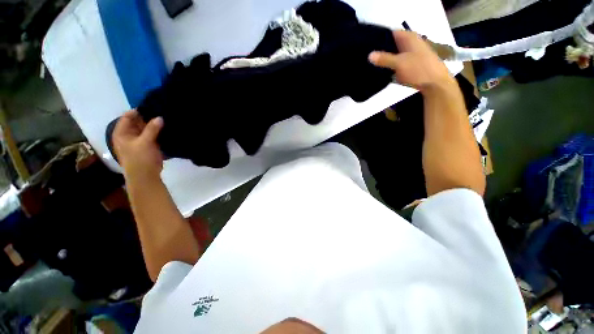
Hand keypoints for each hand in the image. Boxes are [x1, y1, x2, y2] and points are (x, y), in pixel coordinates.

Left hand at [112, 110, 163, 180]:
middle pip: (137, 122)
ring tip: (166, 118)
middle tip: (162, 111)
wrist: (145, 176)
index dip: (139, 111)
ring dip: (154, 125)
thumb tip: (160, 117)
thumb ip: (152, 129)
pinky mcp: (148, 146)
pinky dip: (158, 132)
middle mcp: (128, 135)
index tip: (153, 106)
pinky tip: (167, 128)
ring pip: (146, 129)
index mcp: (122, 133)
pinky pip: (152, 135)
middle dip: (149, 117)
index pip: (128, 116)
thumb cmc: (140, 159)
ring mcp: (138, 141)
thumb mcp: (145, 142)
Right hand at [368, 30, 455, 93]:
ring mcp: (410, 54)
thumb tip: (369, 55)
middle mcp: (409, 43)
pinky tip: (380, 71)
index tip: (366, 45)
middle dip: (379, 50)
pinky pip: (396, 63)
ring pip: (393, 54)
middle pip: (390, 44)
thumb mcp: (399, 63)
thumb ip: (384, 59)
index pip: (390, 33)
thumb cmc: (419, 69)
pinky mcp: (409, 64)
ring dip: (384, 59)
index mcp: (408, 37)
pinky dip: (389, 66)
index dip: (378, 38)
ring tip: (369, 64)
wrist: (435, 83)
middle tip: (365, 57)